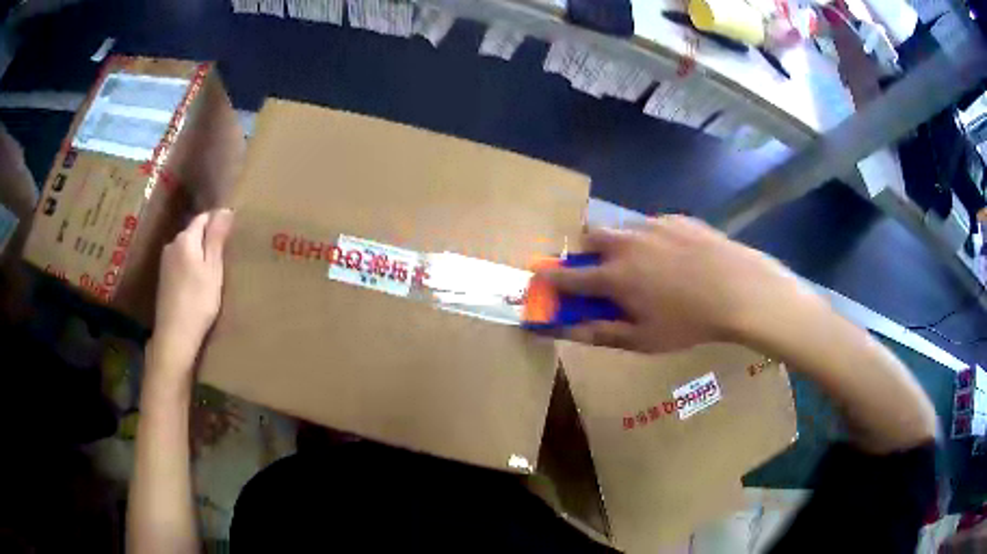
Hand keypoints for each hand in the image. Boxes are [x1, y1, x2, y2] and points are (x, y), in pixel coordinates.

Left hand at [152, 209, 233, 365]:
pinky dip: (190, 266)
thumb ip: (216, 238)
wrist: (174, 335)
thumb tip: (225, 209)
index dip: (217, 223)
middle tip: (224, 257)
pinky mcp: (163, 278)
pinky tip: (197, 283)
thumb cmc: (198, 302)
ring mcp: (165, 262)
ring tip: (212, 271)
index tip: (231, 236)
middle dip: (207, 239)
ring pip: (186, 248)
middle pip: (193, 233)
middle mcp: (172, 244)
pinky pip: (180, 262)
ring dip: (198, 254)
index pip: (203, 218)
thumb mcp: (213, 269)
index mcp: (186, 239)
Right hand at [540, 215, 807, 351]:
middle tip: (604, 268)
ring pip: (622, 227)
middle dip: (588, 250)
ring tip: (646, 264)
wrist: (739, 289)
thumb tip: (564, 332)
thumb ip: (600, 333)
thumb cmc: (688, 322)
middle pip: (590, 236)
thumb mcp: (643, 339)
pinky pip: (653, 224)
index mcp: (614, 276)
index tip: (539, 275)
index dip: (550, 278)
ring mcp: (652, 226)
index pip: (569, 277)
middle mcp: (626, 243)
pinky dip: (652, 239)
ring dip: (620, 243)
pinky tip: (676, 257)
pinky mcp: (677, 218)